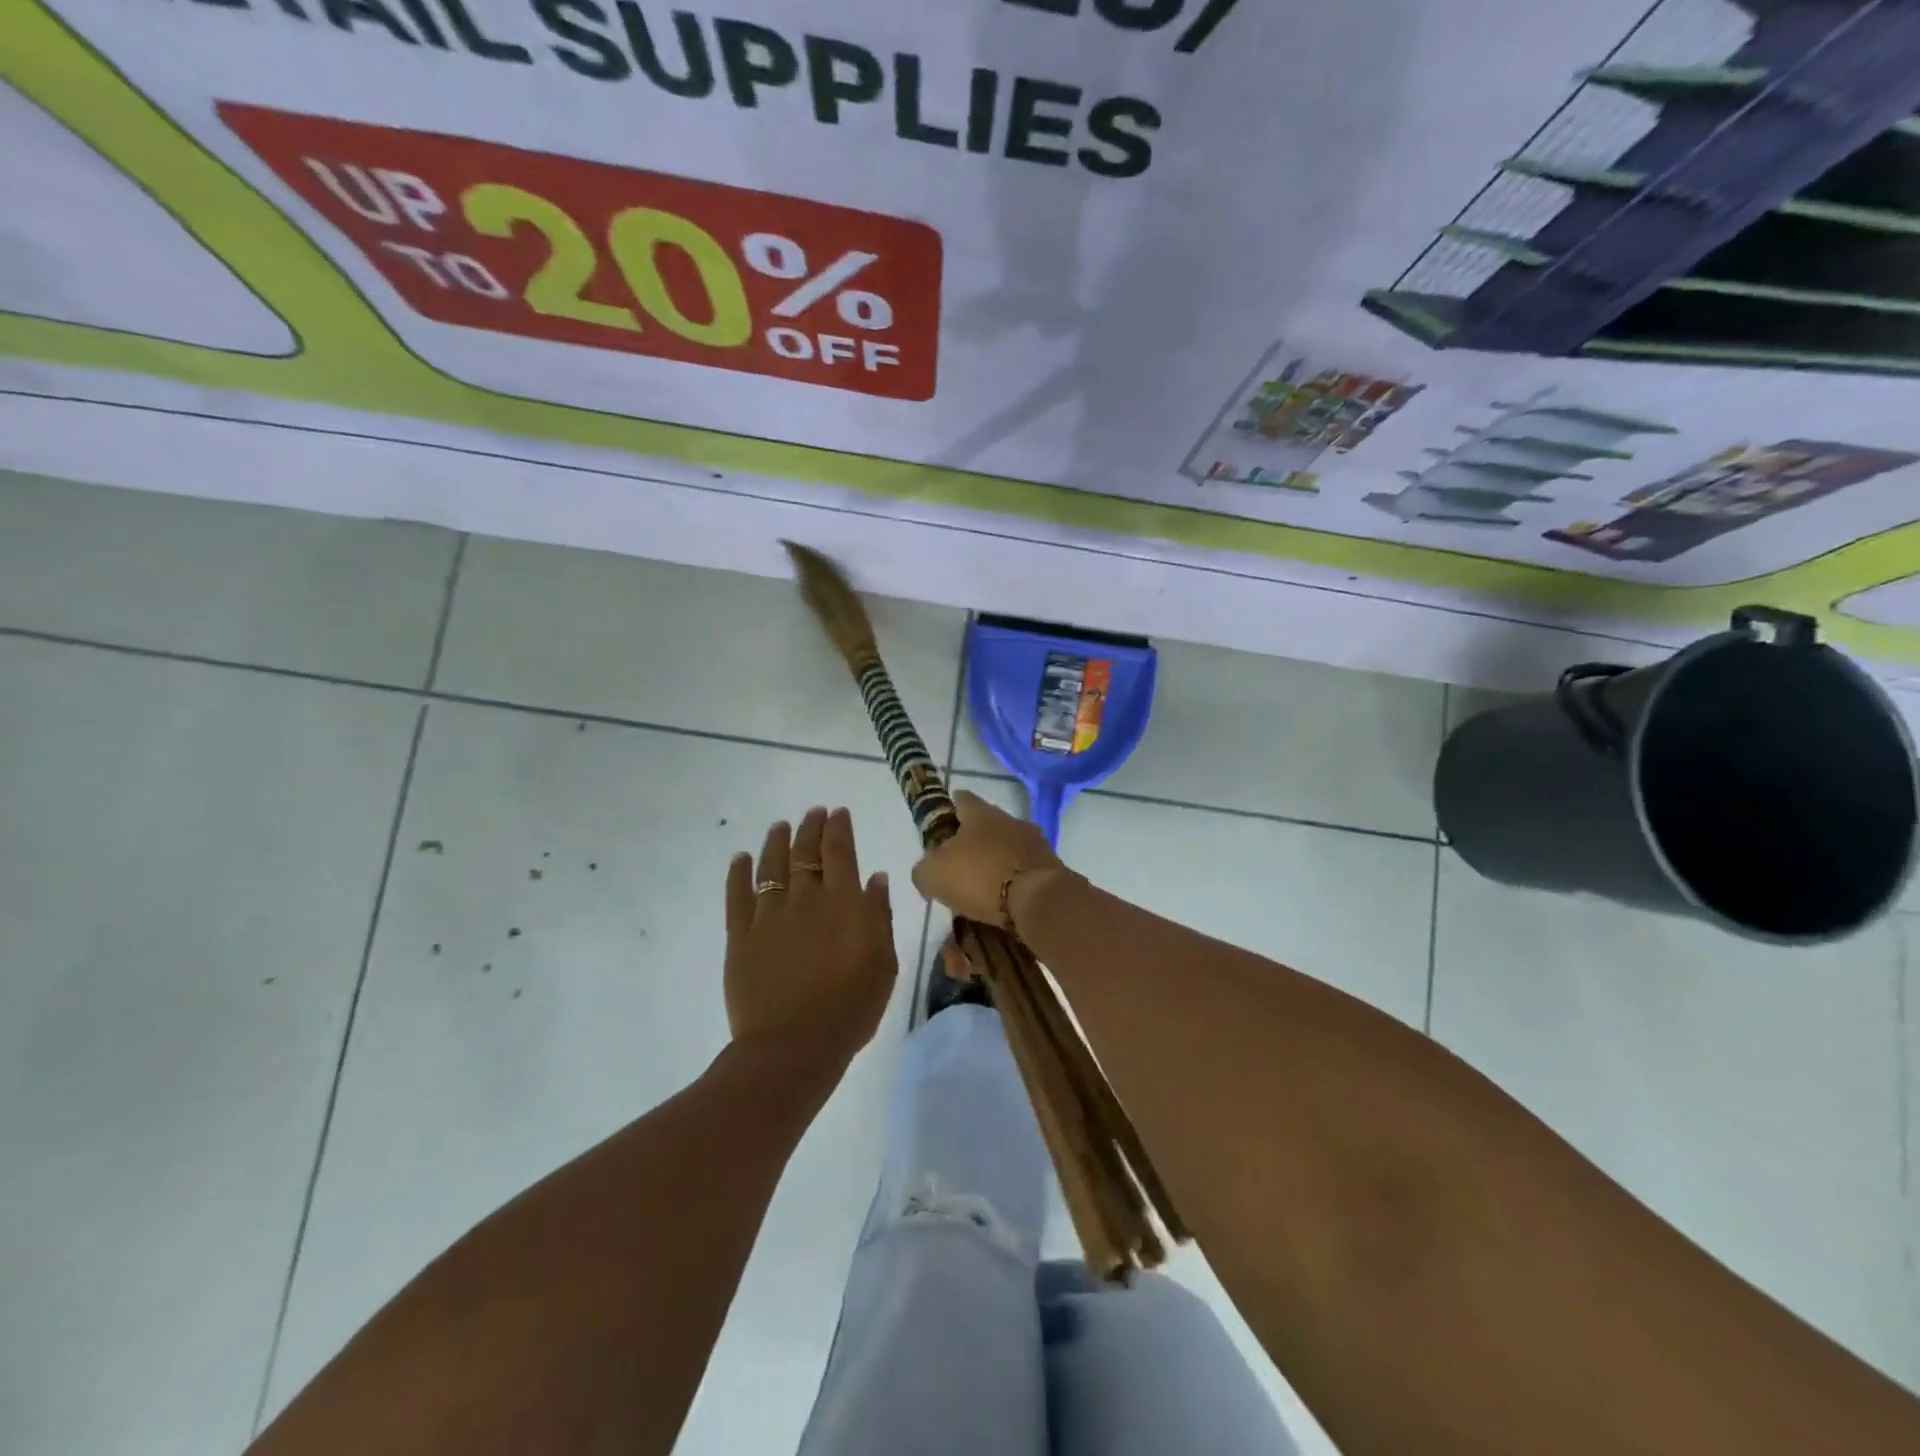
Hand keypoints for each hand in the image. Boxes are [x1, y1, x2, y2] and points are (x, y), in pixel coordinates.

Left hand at [724, 807, 896, 1063]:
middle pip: (805, 853)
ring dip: (776, 842)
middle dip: (810, 828)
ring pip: (770, 867)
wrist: (794, 1047)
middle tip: (813, 812)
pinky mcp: (741, 937)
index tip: (838, 812)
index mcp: (843, 903)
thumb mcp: (883, 963)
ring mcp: (769, 917)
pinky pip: (737, 897)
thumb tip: (875, 877)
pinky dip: (738, 874)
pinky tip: (740, 859)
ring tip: (780, 826)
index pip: (840, 852)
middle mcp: (804, 900)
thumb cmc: (850, 1008)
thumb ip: (878, 916)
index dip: (838, 828)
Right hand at [910, 790, 1063, 927]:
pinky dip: (1013, 881)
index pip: (961, 799)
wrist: (1039, 900)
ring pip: (1007, 847)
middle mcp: (1010, 819)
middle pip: (986, 825)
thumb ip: (924, 868)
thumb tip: (928, 871)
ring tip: (981, 889)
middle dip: (972, 842)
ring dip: (995, 863)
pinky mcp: (1051, 867)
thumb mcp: (933, 874)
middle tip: (957, 867)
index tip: (940, 828)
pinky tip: (1003, 902)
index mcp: (981, 813)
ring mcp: (1035, 842)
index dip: (948, 810)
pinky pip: (1024, 870)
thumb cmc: (980, 877)